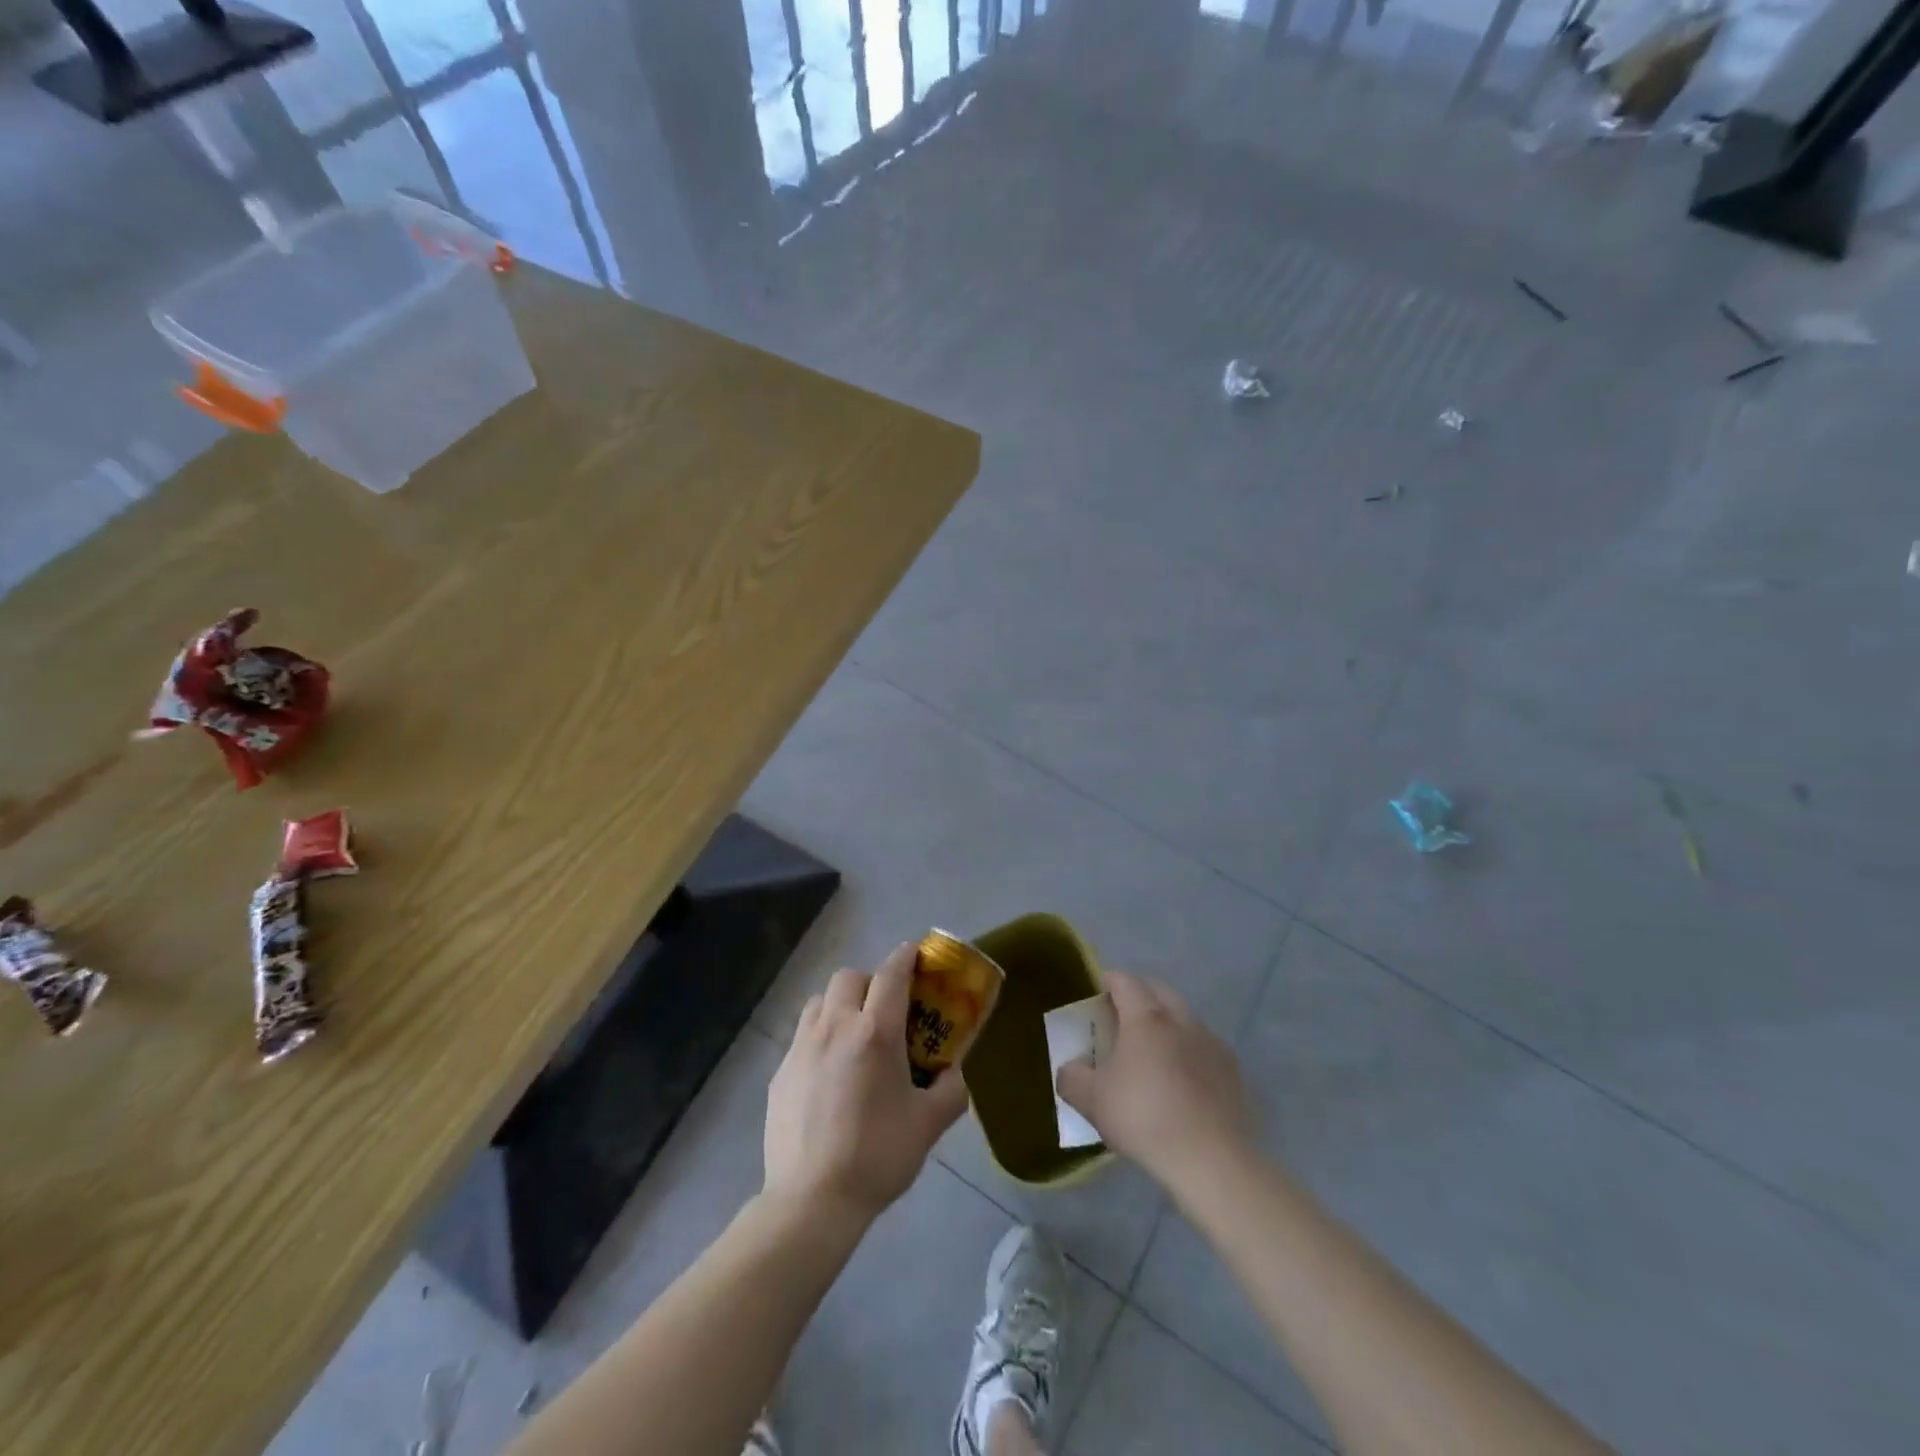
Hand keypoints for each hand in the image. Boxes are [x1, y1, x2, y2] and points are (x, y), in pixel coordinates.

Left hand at [764, 943, 969, 1226]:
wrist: (812, 1200)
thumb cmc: (877, 1156)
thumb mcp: (929, 1125)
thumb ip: (950, 1091)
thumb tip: (953, 1074)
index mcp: (875, 1032)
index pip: (892, 974)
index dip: (906, 957)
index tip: (915, 954)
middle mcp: (836, 1027)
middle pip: (850, 977)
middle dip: (871, 982)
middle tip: (885, 1011)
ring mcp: (802, 1047)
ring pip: (820, 1000)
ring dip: (840, 1004)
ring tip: (853, 1036)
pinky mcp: (781, 1071)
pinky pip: (802, 1035)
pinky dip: (819, 1037)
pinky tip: (828, 1073)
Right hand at [1057, 970, 1253, 1190]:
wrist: (1211, 1160)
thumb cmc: (1144, 1118)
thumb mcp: (1092, 1101)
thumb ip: (1072, 1078)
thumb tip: (1072, 1068)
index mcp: (1147, 1018)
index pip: (1125, 982)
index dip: (1110, 981)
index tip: (1099, 991)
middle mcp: (1182, 1021)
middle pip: (1159, 992)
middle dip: (1140, 996)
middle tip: (1123, 1017)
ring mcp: (1212, 1044)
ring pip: (1185, 1019)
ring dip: (1168, 1024)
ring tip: (1153, 1052)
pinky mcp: (1233, 1071)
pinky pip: (1205, 1048)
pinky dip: (1190, 1053)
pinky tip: (1182, 1082)